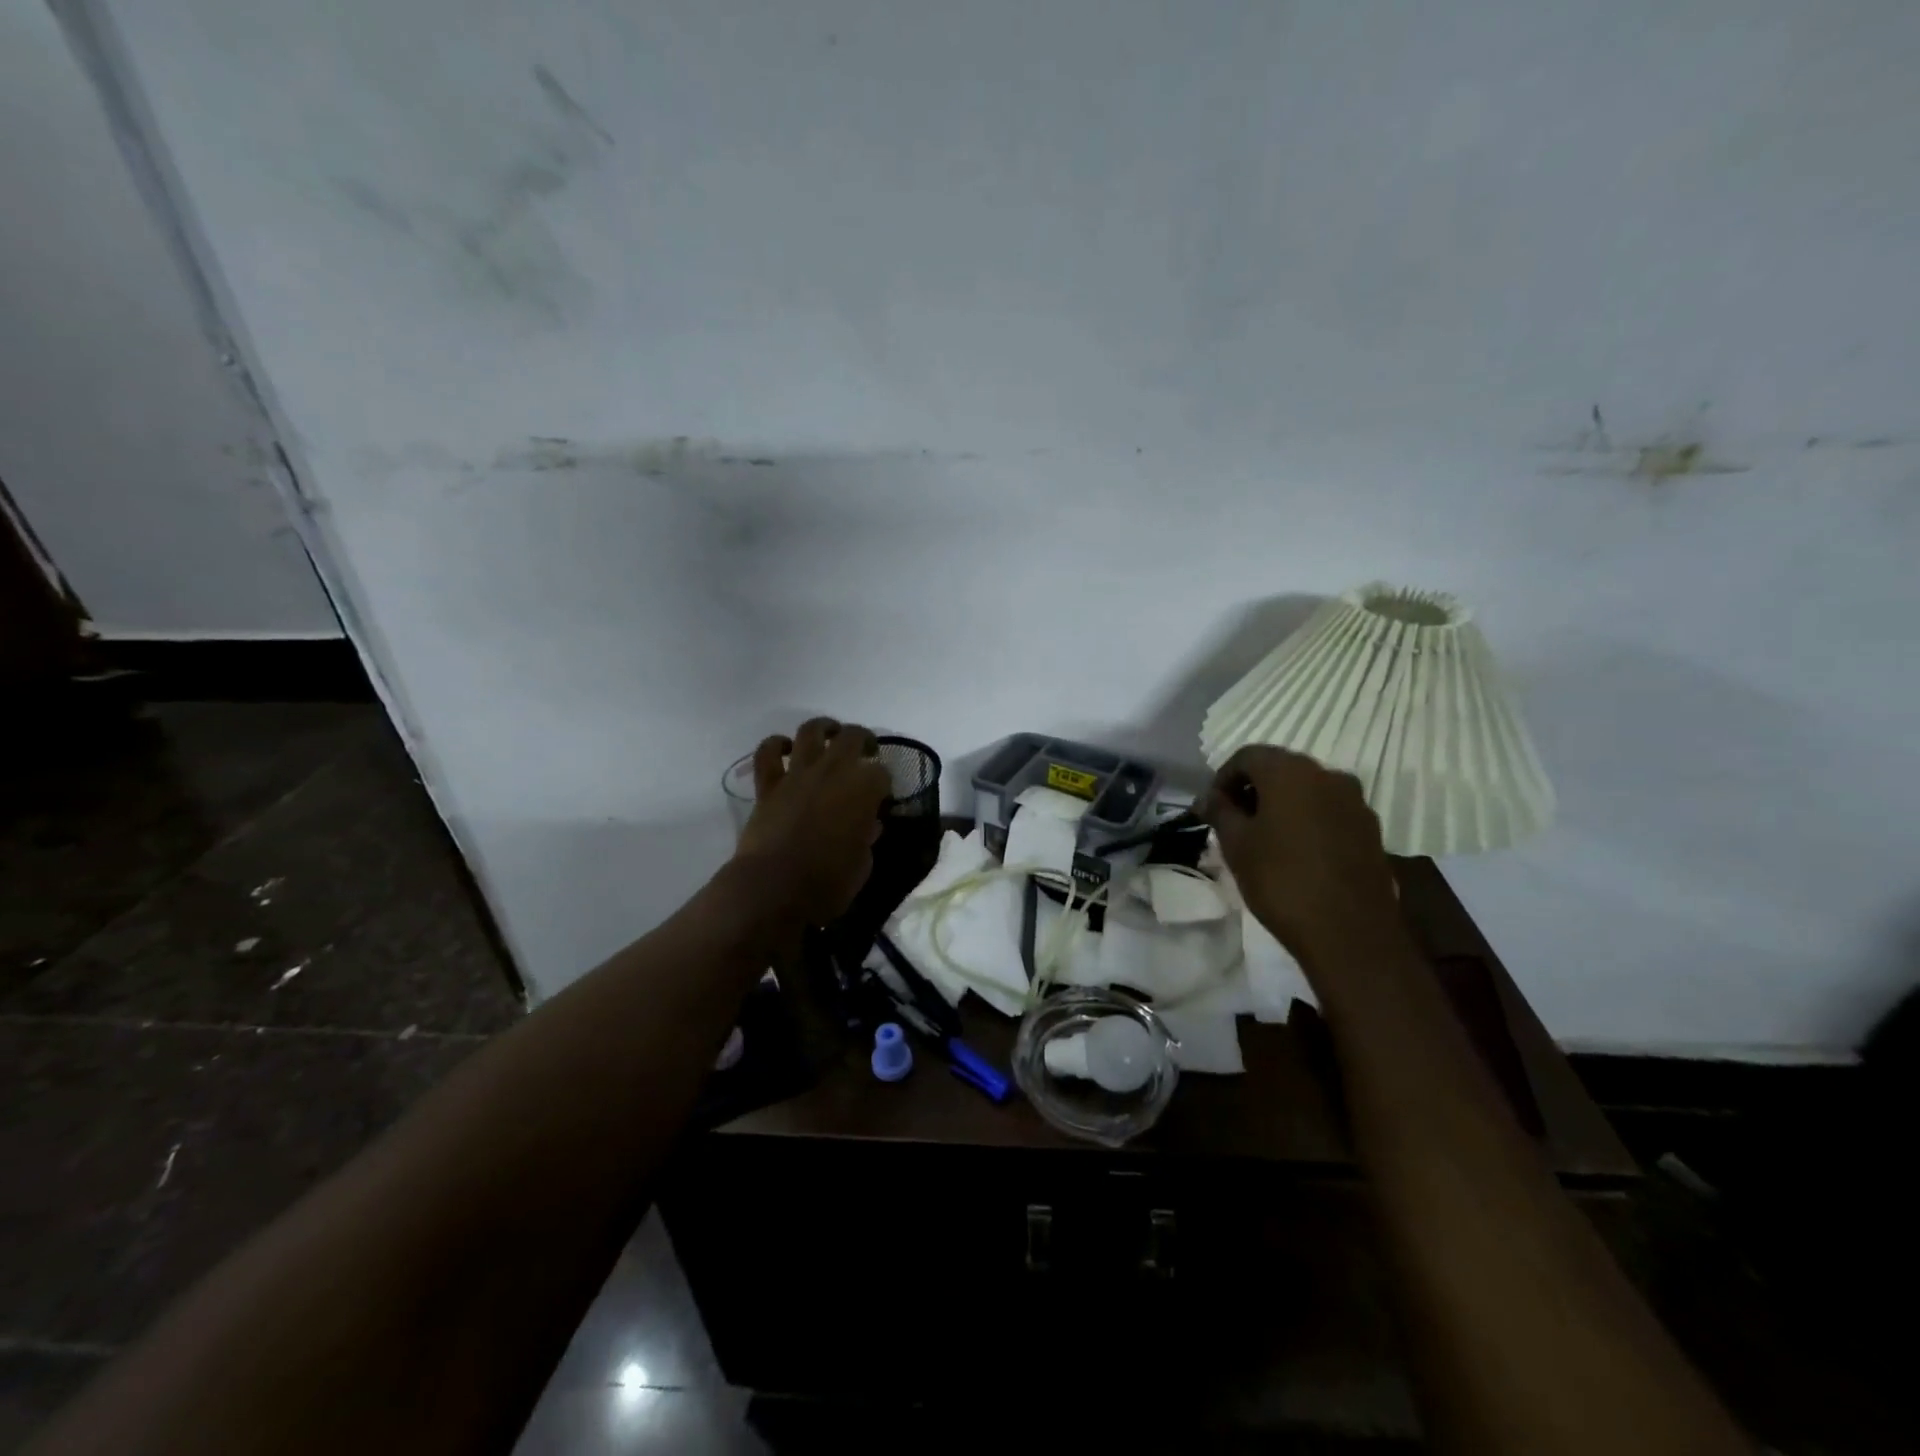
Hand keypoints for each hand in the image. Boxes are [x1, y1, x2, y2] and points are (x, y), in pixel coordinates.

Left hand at [734, 717, 890, 924]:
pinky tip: (784, 748)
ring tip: (830, 734)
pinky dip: (775, 745)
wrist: (775, 889)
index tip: (883, 795)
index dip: (884, 783)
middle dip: (863, 741)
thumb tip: (867, 825)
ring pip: (811, 731)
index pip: (882, 773)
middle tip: (866, 752)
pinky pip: (767, 753)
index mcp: (864, 789)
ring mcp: (798, 774)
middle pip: (853, 737)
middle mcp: (834, 771)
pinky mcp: (768, 785)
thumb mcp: (863, 863)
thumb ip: (867, 837)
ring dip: (823, 728)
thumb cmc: (829, 882)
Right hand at [1203, 745, 1399, 962]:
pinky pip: (1329, 811)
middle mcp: (1327, 775)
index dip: (1222, 778)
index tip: (1211, 809)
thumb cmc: (1281, 881)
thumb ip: (1220, 811)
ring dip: (1282, 805)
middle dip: (1253, 790)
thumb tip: (1208, 797)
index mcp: (1290, 772)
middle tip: (1233, 822)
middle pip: (1280, 769)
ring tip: (1264, 839)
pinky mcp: (1370, 829)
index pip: (1247, 756)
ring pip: (1307, 790)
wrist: (1350, 933)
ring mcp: (1355, 801)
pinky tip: (1296, 852)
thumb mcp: (1236, 845)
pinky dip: (1308, 820)